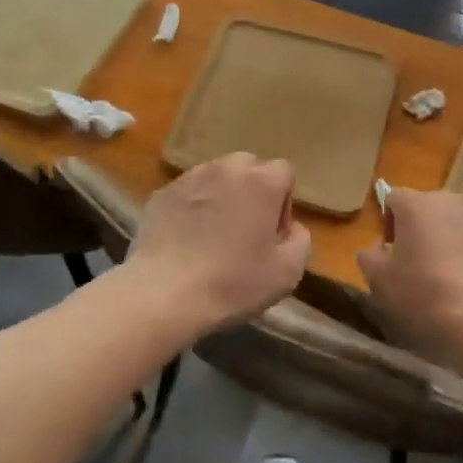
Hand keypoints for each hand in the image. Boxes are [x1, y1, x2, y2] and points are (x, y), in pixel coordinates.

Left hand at [130, 153, 310, 329]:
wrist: (163, 294)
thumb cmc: (232, 282)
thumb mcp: (287, 272)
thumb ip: (300, 240)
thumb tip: (292, 228)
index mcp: (262, 181)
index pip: (284, 172)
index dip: (283, 203)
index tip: (272, 235)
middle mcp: (227, 168)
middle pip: (250, 168)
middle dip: (253, 192)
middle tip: (245, 231)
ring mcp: (190, 177)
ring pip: (217, 177)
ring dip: (222, 197)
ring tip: (213, 236)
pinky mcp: (161, 193)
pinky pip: (188, 193)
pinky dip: (192, 208)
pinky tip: (186, 241)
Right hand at [357, 190, 462, 364]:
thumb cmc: (425, 294)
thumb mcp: (379, 281)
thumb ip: (369, 256)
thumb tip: (377, 249)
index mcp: (417, 204)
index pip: (392, 198)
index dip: (387, 224)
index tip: (390, 255)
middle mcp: (451, 202)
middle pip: (426, 210)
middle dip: (418, 233)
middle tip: (415, 269)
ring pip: (454, 226)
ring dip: (446, 245)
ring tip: (444, 282)